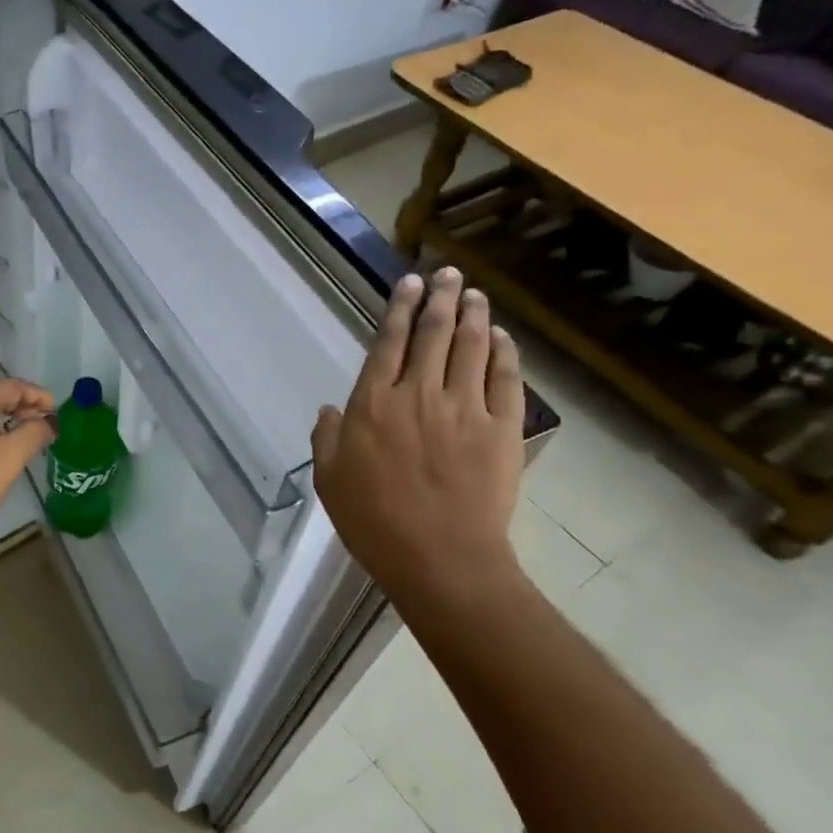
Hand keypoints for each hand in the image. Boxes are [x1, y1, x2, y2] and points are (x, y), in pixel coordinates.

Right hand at [311, 267, 526, 613]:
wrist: (440, 558)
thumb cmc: (374, 521)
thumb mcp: (329, 480)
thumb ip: (327, 438)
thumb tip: (329, 409)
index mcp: (374, 403)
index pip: (389, 342)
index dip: (400, 308)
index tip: (410, 283)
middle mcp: (419, 393)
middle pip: (434, 333)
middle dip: (441, 298)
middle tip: (449, 274)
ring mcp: (465, 408)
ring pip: (471, 347)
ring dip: (474, 315)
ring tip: (475, 294)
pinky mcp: (501, 428)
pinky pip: (506, 378)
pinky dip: (504, 352)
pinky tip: (502, 337)